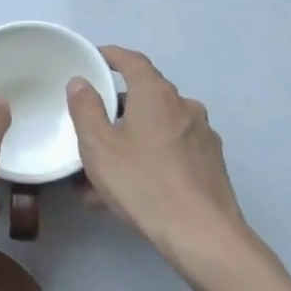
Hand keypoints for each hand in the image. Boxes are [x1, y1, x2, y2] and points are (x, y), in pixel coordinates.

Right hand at [68, 46, 285, 290]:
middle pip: (145, 96)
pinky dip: (148, 159)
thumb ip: (85, 109)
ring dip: (130, 140)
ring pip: (156, 129)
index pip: (133, 61)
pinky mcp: (210, 164)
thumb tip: (80, 82)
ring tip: (101, 172)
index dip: (111, 56)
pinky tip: (129, 190)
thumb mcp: (99, 147)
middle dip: (116, 109)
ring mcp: (202, 136)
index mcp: (157, 95)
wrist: (202, 234)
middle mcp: (184, 107)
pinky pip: (170, 151)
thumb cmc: (143, 183)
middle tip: (90, 127)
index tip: (94, 58)